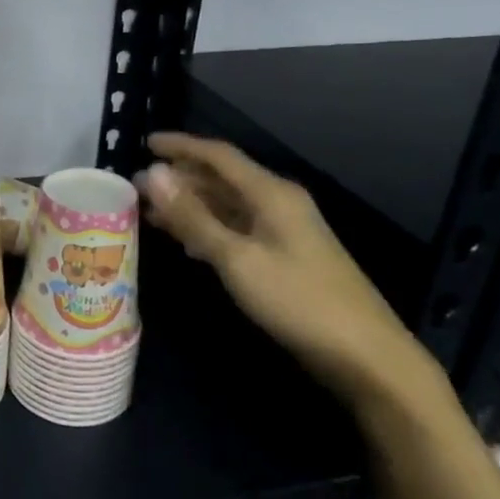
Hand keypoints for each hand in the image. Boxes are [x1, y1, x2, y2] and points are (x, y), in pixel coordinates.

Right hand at [136, 131, 440, 412]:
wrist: (363, 355)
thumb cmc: (297, 300)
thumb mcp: (236, 257)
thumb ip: (193, 216)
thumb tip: (153, 174)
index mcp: (271, 193)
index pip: (218, 155)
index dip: (181, 146)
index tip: (145, 143)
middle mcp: (277, 203)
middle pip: (222, 179)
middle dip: (180, 178)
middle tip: (136, 185)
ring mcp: (281, 231)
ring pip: (227, 205)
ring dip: (190, 205)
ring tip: (150, 211)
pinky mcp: (282, 257)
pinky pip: (235, 229)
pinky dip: (207, 229)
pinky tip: (184, 241)